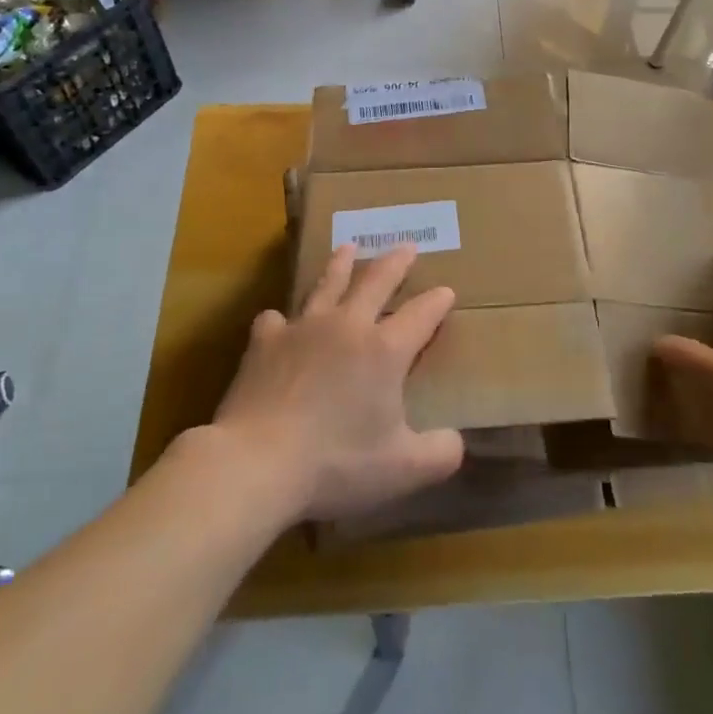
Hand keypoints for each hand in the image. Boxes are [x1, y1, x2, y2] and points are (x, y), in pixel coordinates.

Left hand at [213, 243, 464, 520]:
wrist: (256, 462)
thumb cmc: (335, 463)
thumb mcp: (403, 469)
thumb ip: (439, 453)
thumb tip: (456, 442)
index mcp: (384, 350)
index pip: (421, 315)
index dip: (437, 302)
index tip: (447, 291)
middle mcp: (347, 326)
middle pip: (376, 282)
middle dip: (395, 263)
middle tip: (406, 245)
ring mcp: (302, 329)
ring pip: (327, 285)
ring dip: (341, 264)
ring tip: (348, 247)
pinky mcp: (264, 343)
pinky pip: (275, 320)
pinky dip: (282, 320)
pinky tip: (279, 322)